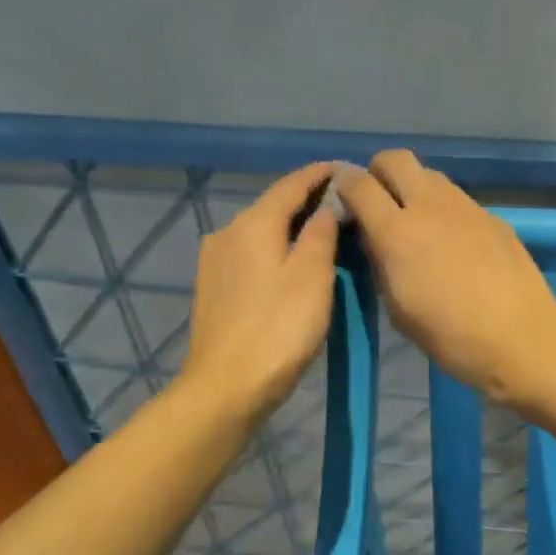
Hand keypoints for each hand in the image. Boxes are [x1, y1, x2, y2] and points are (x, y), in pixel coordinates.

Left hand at [178, 162, 338, 418]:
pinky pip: (251, 253)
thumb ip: (320, 235)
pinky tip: (291, 260)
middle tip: (340, 200)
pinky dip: (275, 248)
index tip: (341, 168)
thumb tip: (325, 209)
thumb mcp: (313, 277)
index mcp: (253, 225)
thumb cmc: (279, 328)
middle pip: (271, 206)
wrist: (226, 386)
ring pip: (260, 231)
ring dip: (290, 225)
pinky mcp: (214, 289)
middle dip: (305, 199)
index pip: (290, 185)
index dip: (317, 175)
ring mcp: (216, 262)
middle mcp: (228, 234)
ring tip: (321, 229)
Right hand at [337, 151, 555, 406]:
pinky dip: (445, 209)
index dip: (343, 184)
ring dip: (415, 188)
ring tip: (418, 222)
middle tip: (380, 202)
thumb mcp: (399, 311)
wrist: (521, 337)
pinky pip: (458, 199)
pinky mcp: (493, 216)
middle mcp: (430, 207)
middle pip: (395, 159)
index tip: (342, 198)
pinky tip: (455, 243)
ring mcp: (466, 207)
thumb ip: (380, 265)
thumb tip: (373, 238)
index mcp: (397, 233)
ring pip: (430, 174)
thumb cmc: (452, 337)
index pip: (358, 184)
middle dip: (379, 172)